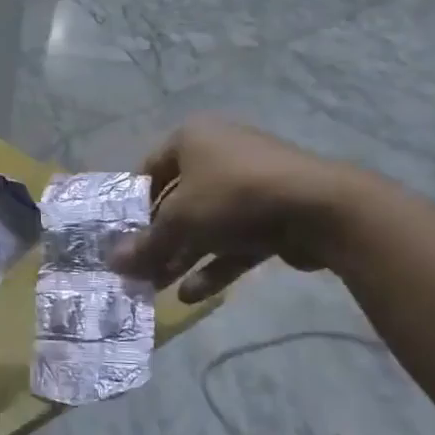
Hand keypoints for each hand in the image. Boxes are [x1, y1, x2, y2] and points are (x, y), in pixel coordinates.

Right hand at [108, 117, 355, 302]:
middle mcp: (220, 153)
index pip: (149, 170)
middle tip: (138, 269)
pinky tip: (191, 296)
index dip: (132, 205)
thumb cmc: (233, 197)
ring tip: (158, 288)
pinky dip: (214, 264)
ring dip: (182, 256)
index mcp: (192, 139)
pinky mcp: (274, 214)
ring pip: (206, 224)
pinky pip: (235, 239)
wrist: (321, 209)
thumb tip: (112, 263)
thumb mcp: (178, 221)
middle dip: (158, 239)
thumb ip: (145, 245)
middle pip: (177, 201)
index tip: (121, 236)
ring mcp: (250, 184)